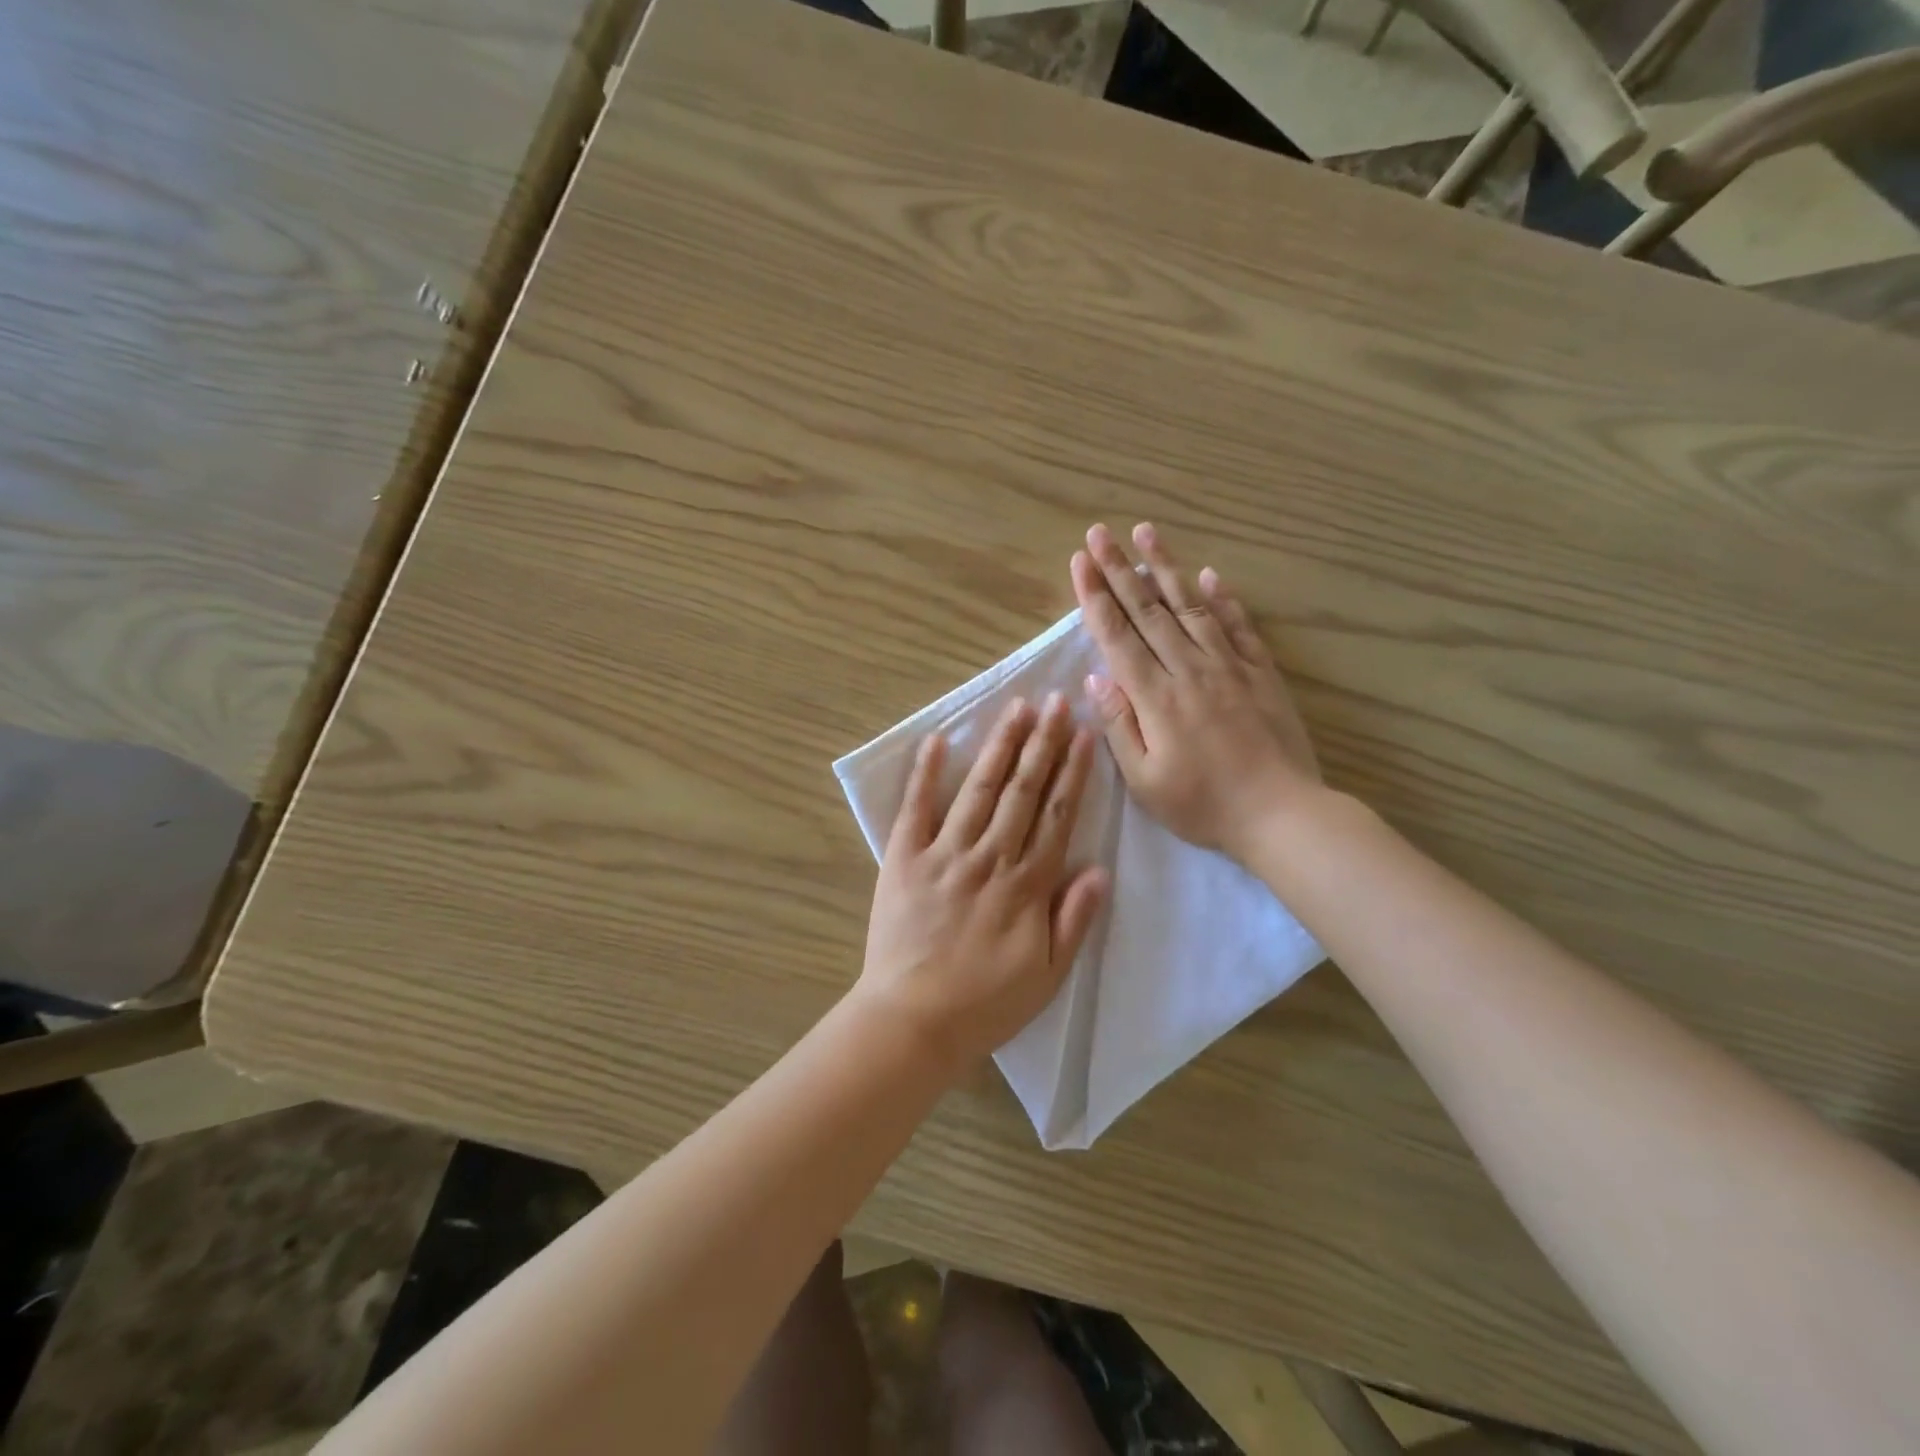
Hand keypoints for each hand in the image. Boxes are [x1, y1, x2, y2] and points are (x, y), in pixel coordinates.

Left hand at [858, 694, 1108, 1071]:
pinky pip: (916, 809)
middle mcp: (990, 857)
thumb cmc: (987, 1002)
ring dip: (999, 746)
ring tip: (1016, 708)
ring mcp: (944, 854)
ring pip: (979, 789)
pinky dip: (926, 773)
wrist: (914, 1021)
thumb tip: (1100, 868)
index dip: (1073, 772)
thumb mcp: (1049, 974)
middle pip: (1022, 790)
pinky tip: (937, 740)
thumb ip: (1075, 919)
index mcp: (1027, 884)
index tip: (1083, 734)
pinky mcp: (904, 859)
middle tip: (1056, 700)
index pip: (1056, 815)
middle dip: (1042, 742)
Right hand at [1071, 522, 1320, 860]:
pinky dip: (1222, 598)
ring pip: (1191, 606)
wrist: (1282, 814)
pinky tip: (1209, 575)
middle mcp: (1189, 669)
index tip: (1079, 561)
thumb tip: (1095, 678)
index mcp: (1155, 697)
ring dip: (1165, 567)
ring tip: (1147, 532)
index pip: (1116, 635)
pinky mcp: (1261, 673)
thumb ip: (1119, 725)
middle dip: (1119, 569)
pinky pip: (1238, 626)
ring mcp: (1229, 666)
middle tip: (1100, 531)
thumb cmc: (1203, 805)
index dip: (1094, 596)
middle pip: (1148, 610)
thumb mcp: (1145, 780)